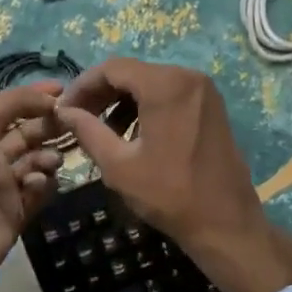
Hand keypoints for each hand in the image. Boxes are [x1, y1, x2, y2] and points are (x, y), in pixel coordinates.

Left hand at [0, 83, 63, 291]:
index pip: (8, 110)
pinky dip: (43, 184)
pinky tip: (36, 184)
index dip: (33, 98)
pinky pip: (39, 192)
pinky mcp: (16, 214)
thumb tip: (49, 98)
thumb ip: (13, 103)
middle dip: (48, 126)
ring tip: (51, 160)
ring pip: (36, 163)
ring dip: (47, 156)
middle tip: (72, 122)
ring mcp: (3, 188)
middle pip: (27, 135)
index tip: (62, 91)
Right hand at [57, 58, 291, 291]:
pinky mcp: (211, 106)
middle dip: (102, 94)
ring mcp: (204, 91)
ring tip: (101, 131)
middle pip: (133, 73)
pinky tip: (131, 135)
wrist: (227, 224)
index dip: (83, 85)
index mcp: (166, 84)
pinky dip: (146, 107)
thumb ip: (88, 131)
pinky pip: (171, 95)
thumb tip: (64, 111)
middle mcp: (188, 76)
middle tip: (78, 119)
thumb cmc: (170, 194)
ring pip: (151, 83)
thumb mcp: (119, 165)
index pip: (112, 68)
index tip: (64, 109)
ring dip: (122, 102)